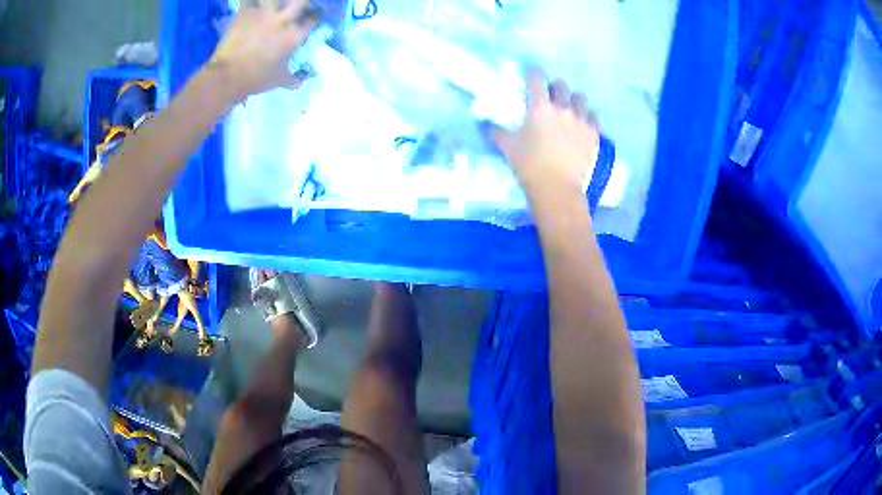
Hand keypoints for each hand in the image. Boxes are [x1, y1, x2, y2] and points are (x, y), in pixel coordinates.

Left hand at [210, 0, 318, 100]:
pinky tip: (252, 3)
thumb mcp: (279, 80)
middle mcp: (284, 20)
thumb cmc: (255, 79)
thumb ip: (294, 78)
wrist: (228, 76)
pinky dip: (250, 0)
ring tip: (271, 4)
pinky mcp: (246, 12)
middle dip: (302, 2)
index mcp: (295, 36)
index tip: (311, 16)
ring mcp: (265, 13)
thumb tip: (302, 80)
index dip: (315, 16)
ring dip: (274, 0)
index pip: (314, 18)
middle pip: (302, 0)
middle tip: (295, 6)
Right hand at [492, 73, 599, 198]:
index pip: (537, 78)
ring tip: (569, 109)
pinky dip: (588, 116)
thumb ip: (495, 131)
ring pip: (580, 98)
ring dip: (573, 100)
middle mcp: (563, 108)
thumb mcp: (507, 147)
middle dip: (554, 87)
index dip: (534, 73)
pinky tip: (583, 124)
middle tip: (550, 97)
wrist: (557, 188)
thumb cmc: (529, 166)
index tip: (532, 75)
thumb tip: (483, 123)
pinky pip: (594, 116)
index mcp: (540, 107)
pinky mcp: (594, 134)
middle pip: (561, 85)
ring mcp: (581, 120)